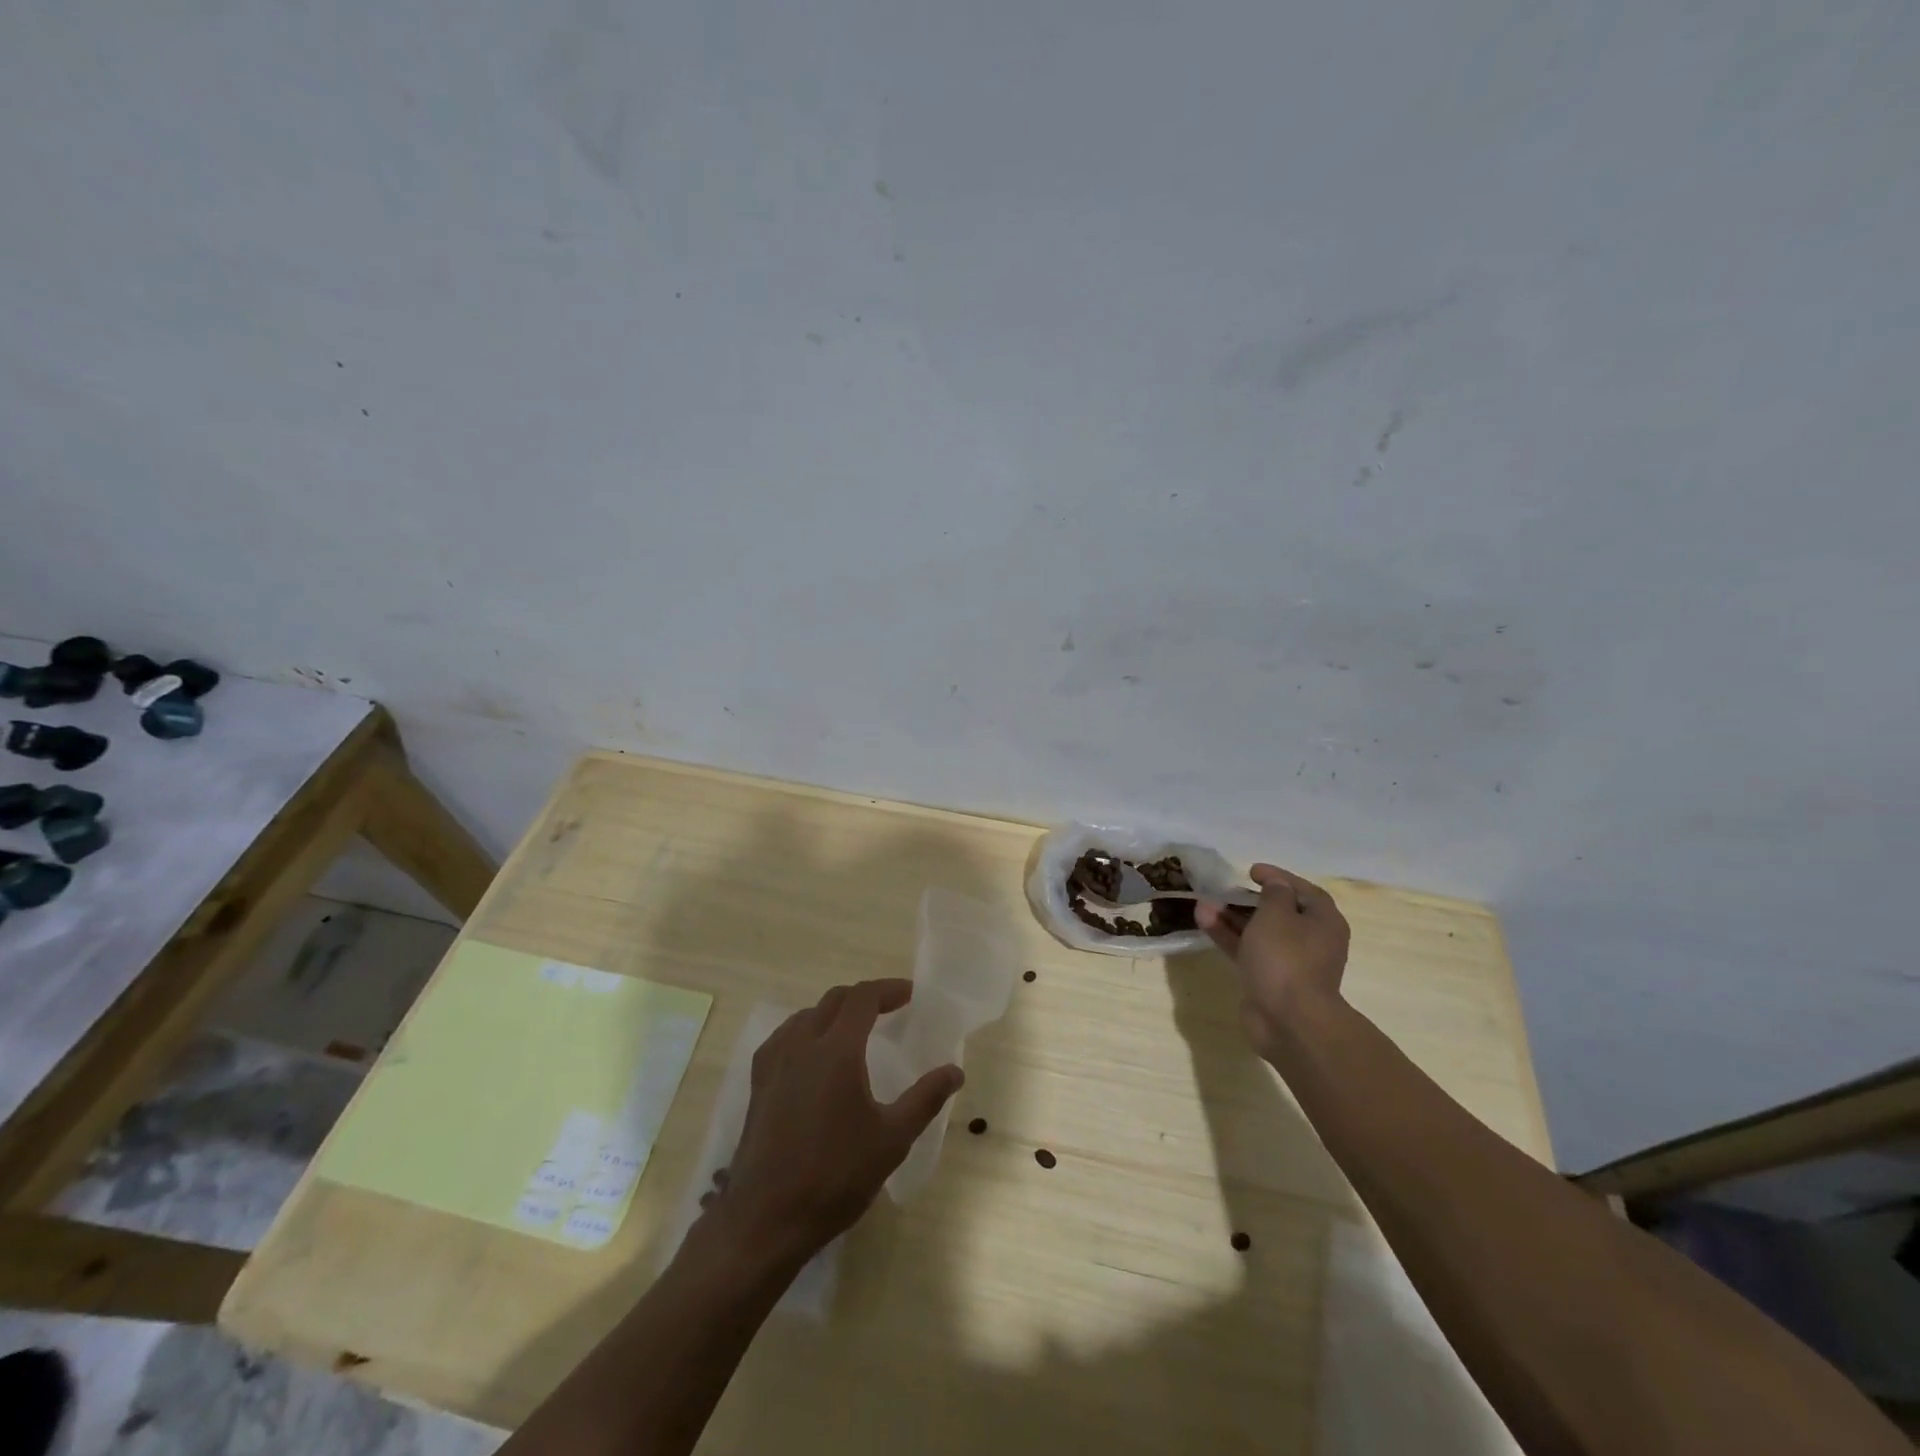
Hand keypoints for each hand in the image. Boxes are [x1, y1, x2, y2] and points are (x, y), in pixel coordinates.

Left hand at [706, 979, 962, 1263]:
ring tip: (855, 1029)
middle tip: (890, 1009)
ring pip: (806, 1015)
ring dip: (834, 1011)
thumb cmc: (835, 1176)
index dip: (888, 989)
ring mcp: (774, 1062)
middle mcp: (802, 1044)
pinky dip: (806, 1029)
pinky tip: (812, 1054)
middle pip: (834, 1000)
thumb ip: (925, 1099)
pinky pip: (784, 1036)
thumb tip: (955, 1071)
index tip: (911, 994)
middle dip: (864, 997)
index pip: (862, 998)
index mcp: (837, 1050)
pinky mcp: (758, 1083)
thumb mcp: (892, 1139)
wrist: (766, 1218)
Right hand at [1196, 864, 1349, 1058]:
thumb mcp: (1277, 914)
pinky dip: (1228, 936)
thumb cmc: (1287, 958)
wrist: (1288, 1020)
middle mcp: (1311, 941)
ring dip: (1232, 917)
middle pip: (1279, 912)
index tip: (1251, 870)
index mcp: (1323, 922)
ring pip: (1258, 932)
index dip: (1279, 877)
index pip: (1304, 891)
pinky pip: (1247, 951)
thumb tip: (1275, 884)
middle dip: (1249, 899)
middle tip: (1225, 889)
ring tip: (1203, 904)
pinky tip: (1204, 921)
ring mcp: (1289, 963)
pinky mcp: (1268, 980)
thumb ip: (1274, 893)